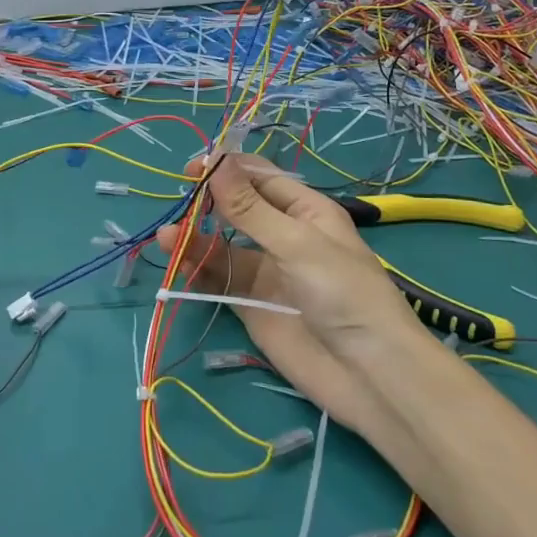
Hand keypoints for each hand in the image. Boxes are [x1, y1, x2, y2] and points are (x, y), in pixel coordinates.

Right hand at [153, 155, 428, 435]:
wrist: (370, 374)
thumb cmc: (343, 293)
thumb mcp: (297, 243)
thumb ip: (250, 208)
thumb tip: (215, 161)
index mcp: (307, 211)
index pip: (261, 178)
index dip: (228, 169)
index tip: (191, 168)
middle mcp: (285, 236)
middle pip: (238, 210)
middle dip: (208, 202)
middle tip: (177, 200)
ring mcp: (268, 272)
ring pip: (224, 246)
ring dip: (197, 238)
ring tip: (166, 235)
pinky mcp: (253, 306)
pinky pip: (221, 280)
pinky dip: (198, 269)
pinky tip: (177, 260)